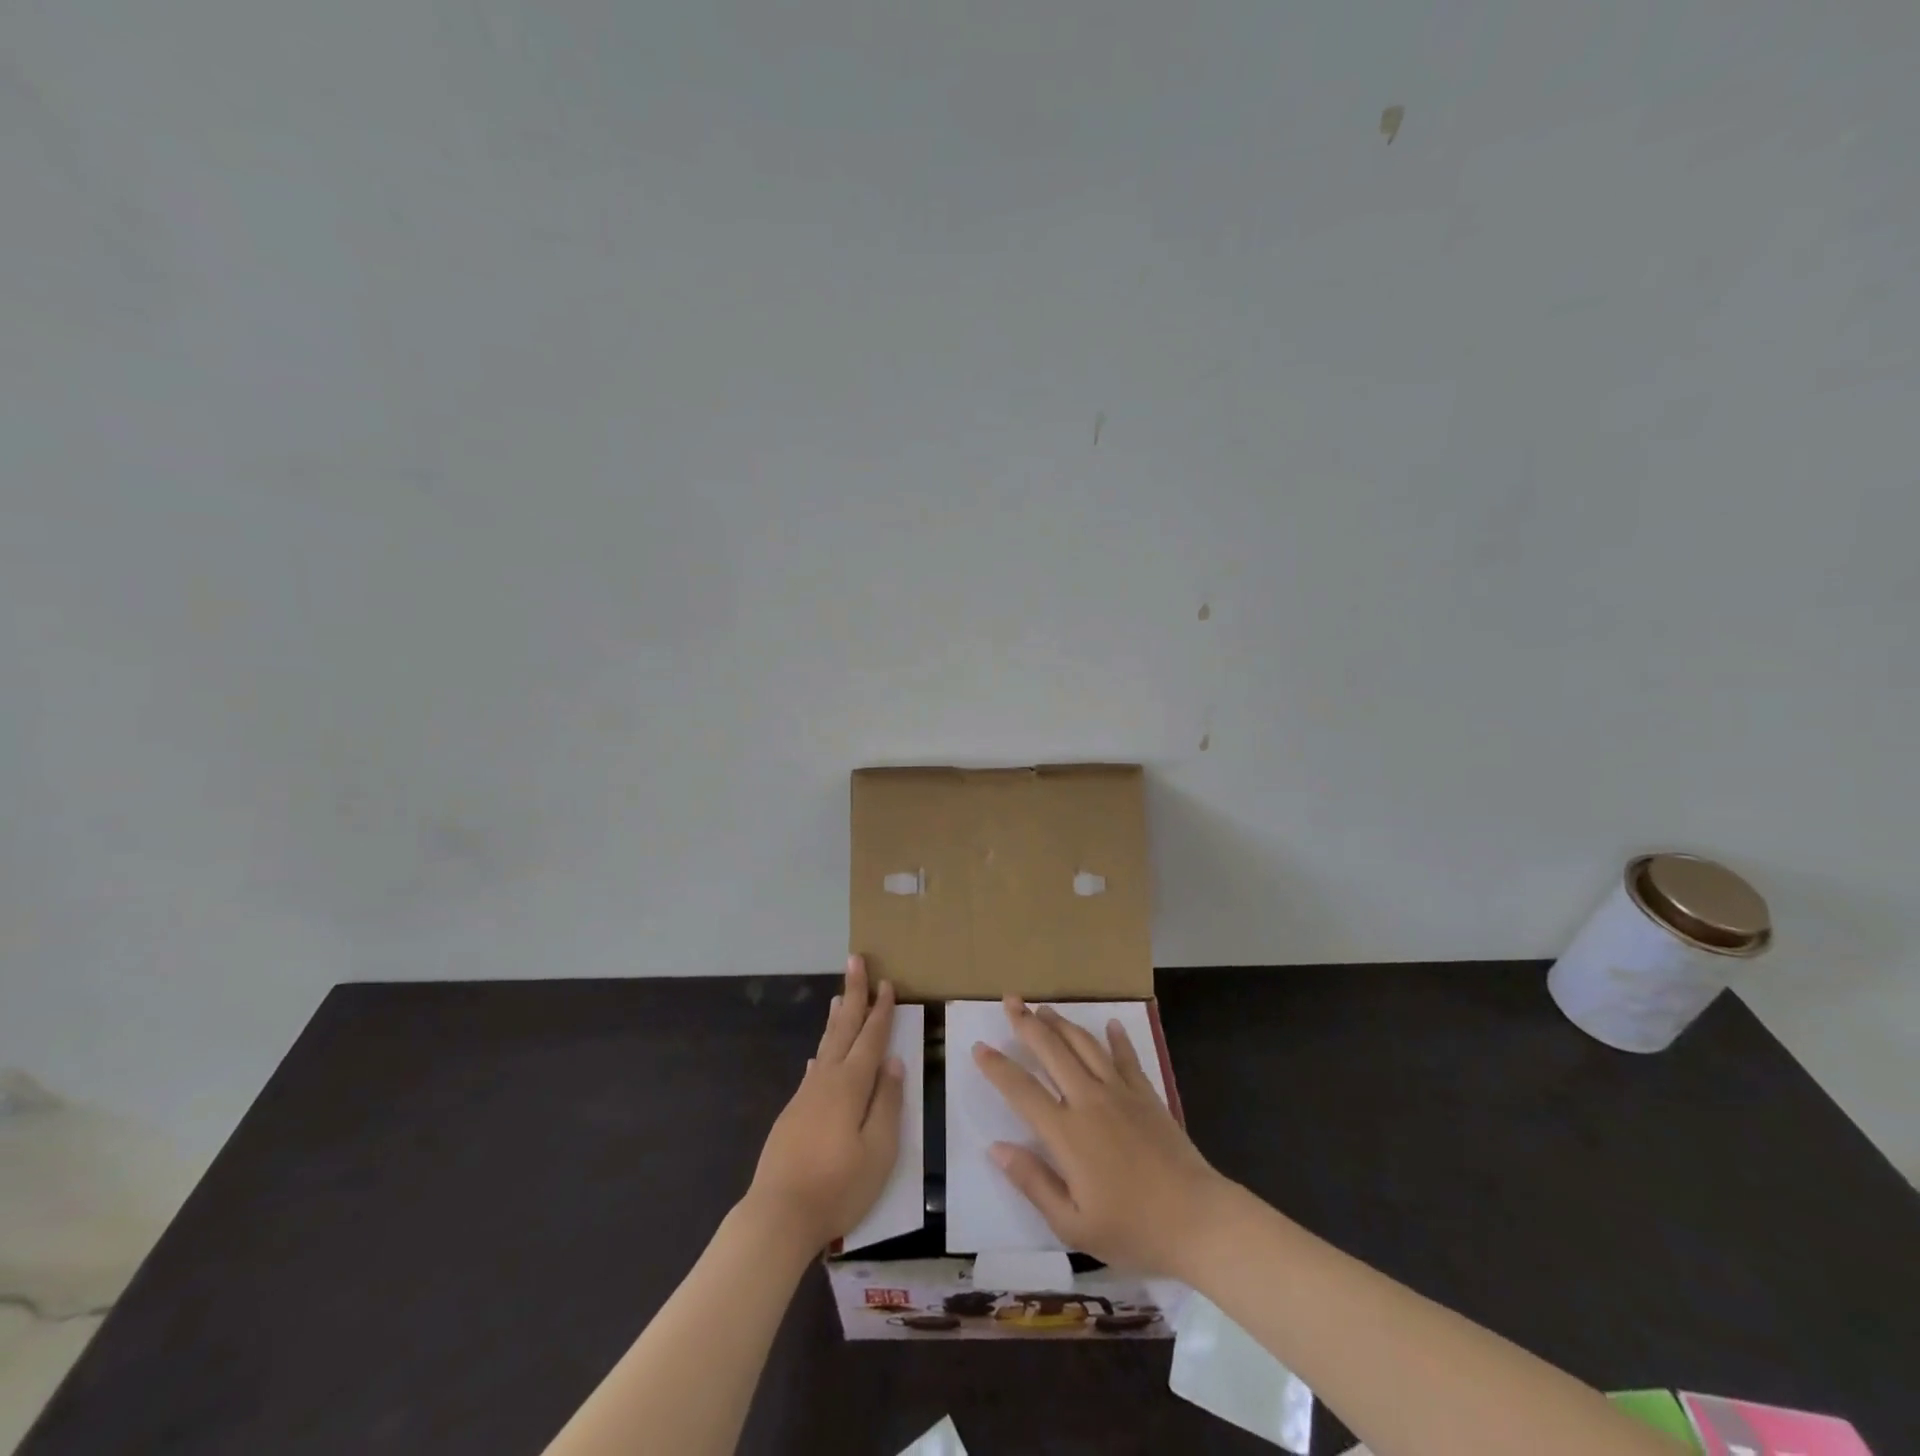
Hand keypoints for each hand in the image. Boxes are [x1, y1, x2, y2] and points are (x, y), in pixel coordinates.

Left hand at [747, 956, 904, 1250]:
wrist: (778, 1215)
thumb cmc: (837, 1186)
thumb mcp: (878, 1149)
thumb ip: (887, 1102)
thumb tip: (893, 1061)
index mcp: (851, 1085)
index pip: (871, 1037)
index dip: (880, 1010)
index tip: (886, 982)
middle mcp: (826, 1080)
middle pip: (843, 1028)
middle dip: (853, 993)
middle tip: (856, 960)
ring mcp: (806, 1096)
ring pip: (825, 1046)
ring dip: (835, 1018)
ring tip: (838, 996)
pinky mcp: (793, 1114)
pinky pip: (813, 1071)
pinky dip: (821, 1053)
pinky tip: (817, 1058)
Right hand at [972, 998, 1230, 1276]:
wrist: (1197, 1220)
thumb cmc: (1132, 1229)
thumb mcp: (1073, 1223)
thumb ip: (1033, 1182)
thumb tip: (996, 1148)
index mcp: (1067, 1133)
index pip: (1022, 1090)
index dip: (997, 1067)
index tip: (979, 1046)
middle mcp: (1089, 1100)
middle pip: (1052, 1051)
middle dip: (1027, 1024)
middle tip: (1010, 1000)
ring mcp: (1120, 1093)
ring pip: (1084, 1045)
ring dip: (1062, 1023)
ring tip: (1044, 1009)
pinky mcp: (1146, 1095)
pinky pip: (1126, 1057)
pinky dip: (1116, 1038)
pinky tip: (1110, 1024)